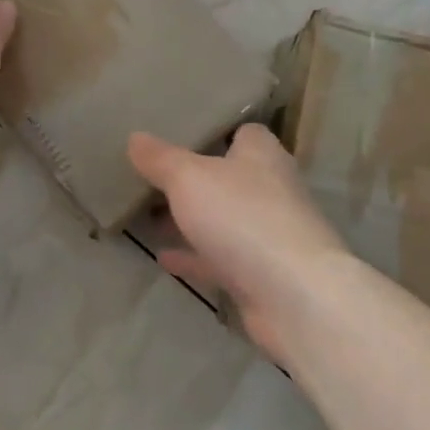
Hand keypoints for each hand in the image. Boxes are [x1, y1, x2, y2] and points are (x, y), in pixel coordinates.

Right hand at [127, 124, 350, 361]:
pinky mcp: (263, 275)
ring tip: (151, 218)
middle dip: (198, 180)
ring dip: (194, 221)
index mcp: (262, 156)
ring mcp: (270, 235)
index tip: (182, 137)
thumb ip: (160, 159)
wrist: (294, 296)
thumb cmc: (242, 217)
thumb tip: (135, 137)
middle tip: (154, 179)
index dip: (217, 133)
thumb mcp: (189, 178)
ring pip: (225, 221)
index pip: (244, 133)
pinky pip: (221, 259)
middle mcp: (272, 190)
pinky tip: (163, 258)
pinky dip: (195, 257)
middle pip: (231, 178)